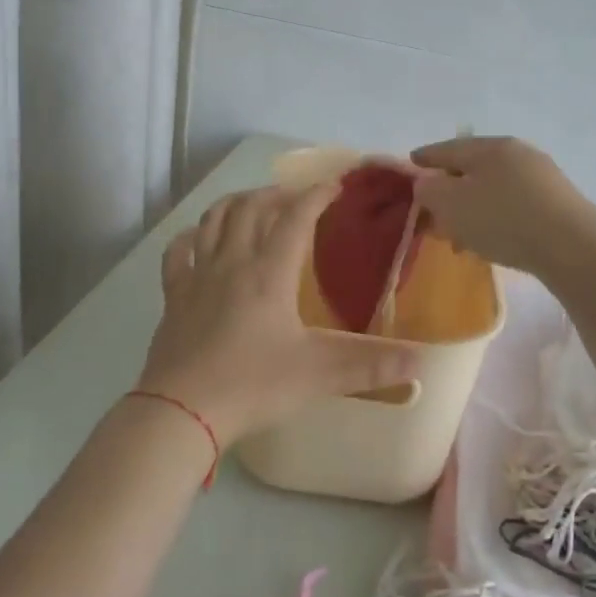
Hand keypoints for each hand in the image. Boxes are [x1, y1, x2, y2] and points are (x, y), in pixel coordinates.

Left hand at [133, 184, 419, 447]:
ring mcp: (198, 277)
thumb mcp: (320, 376)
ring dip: (236, 204)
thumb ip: (371, 366)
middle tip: (297, 198)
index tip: (336, 185)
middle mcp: (233, 262)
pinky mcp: (174, 296)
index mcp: (269, 273)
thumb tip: (420, 366)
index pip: (295, 217)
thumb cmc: (254, 385)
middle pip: (251, 208)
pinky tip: (199, 239)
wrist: (182, 411)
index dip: (317, 195)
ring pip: (214, 220)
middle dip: (278, 194)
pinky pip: (179, 252)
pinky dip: (192, 236)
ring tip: (254, 205)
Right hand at [410, 135, 595, 277]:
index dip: (424, 157)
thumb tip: (427, 183)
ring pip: (494, 188)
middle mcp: (516, 153)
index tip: (410, 163)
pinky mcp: (556, 202)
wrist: (572, 246)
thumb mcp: (451, 204)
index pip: (446, 148)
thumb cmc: (503, 219)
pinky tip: (492, 240)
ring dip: (473, 208)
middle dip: (450, 188)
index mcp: (489, 147)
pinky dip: (495, 218)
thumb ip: (429, 190)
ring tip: (460, 235)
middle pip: (472, 168)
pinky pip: (514, 204)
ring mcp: (541, 176)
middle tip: (433, 210)